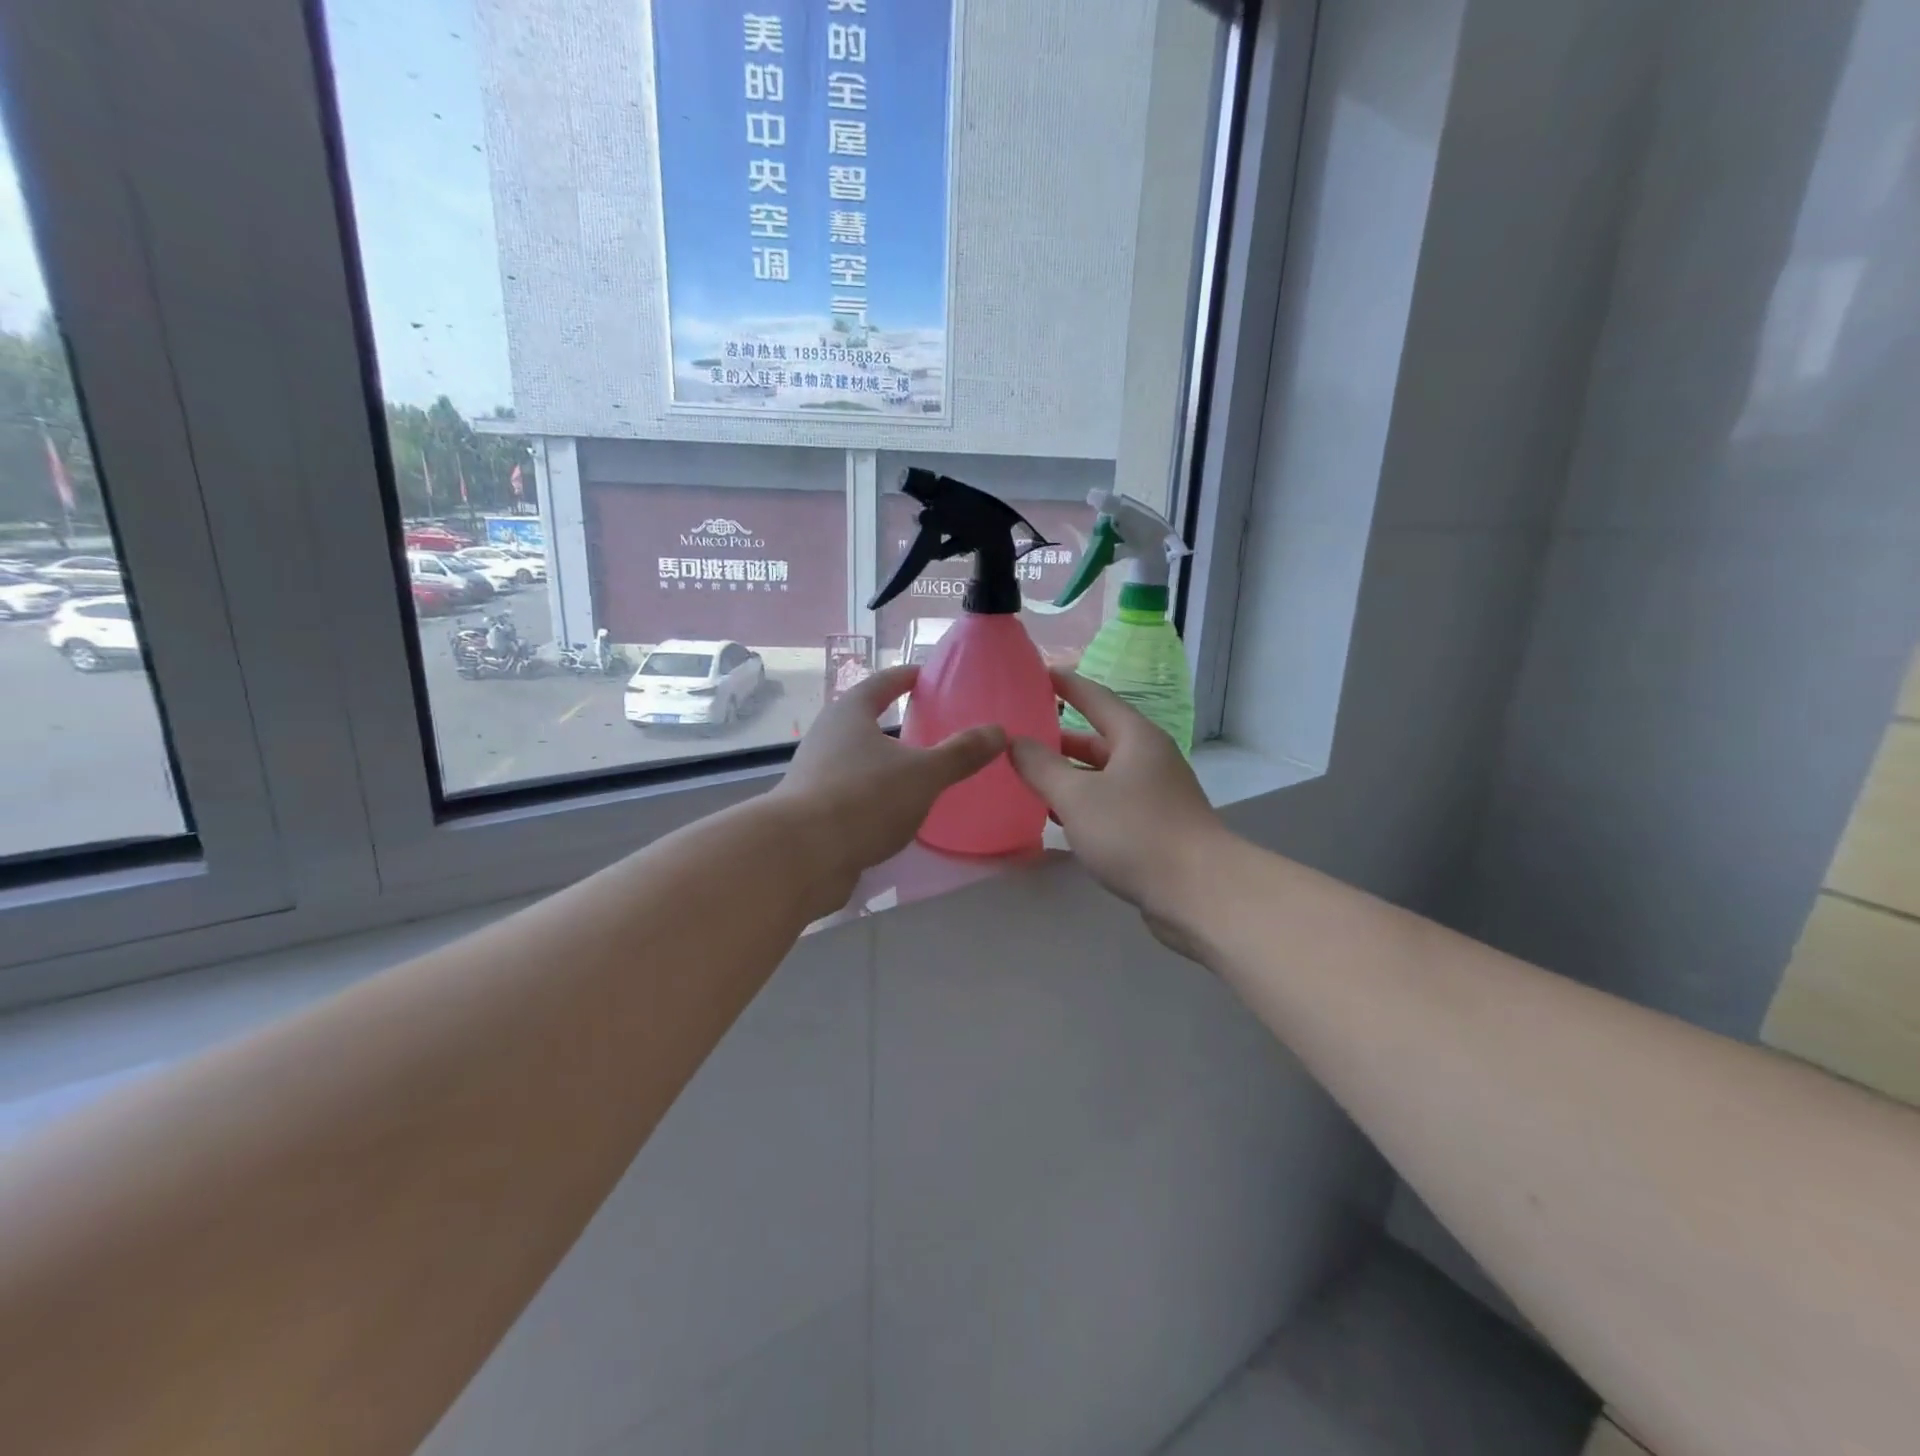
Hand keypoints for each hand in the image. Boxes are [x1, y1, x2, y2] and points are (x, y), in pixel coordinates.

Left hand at [775, 665, 1005, 906]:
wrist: (801, 856)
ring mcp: (816, 774)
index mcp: (850, 714)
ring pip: (859, 759)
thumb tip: (998, 731)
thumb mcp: (923, 774)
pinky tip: (898, 812)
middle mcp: (828, 737)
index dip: (907, 677)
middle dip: (897, 721)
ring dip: (886, 762)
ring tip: (921, 772)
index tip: (928, 675)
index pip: (882, 683)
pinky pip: (854, 792)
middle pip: (866, 720)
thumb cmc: (864, 798)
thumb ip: (961, 753)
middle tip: (934, 725)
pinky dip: (876, 794)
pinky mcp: (814, 810)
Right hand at [1009, 670, 1228, 946]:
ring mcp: (1154, 794)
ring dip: (1068, 775)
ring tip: (1027, 776)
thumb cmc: (1135, 832)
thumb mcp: (1077, 797)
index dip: (1065, 684)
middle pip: (1097, 738)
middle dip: (1058, 737)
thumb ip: (1041, 767)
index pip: (1095, 697)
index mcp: (1135, 737)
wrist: (1198, 892)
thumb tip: (1015, 741)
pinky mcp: (1155, 826)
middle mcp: (1148, 758)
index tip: (1035, 673)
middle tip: (1018, 735)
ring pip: (1102, 774)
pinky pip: (1110, 803)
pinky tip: (1056, 817)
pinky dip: (1082, 803)